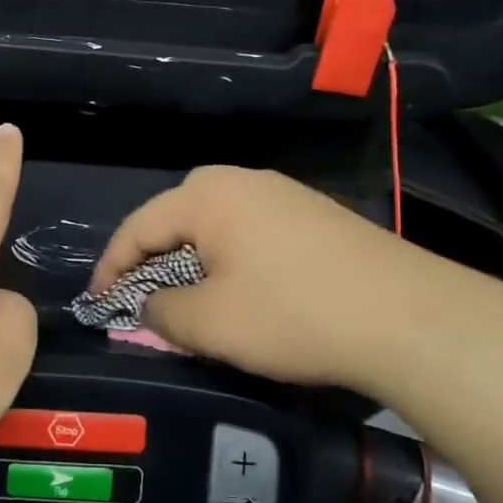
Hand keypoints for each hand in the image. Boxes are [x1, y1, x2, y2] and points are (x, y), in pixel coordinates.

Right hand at [91, 166, 481, 400]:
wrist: (405, 315)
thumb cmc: (292, 313)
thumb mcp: (209, 323)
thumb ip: (159, 310)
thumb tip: (149, 303)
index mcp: (206, 194)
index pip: (137, 227)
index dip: (111, 269)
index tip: (97, 306)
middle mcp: (241, 179)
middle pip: (175, 220)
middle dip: (152, 263)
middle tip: (141, 304)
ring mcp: (282, 193)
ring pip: (215, 228)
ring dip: (193, 265)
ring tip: (189, 305)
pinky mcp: (312, 215)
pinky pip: (250, 234)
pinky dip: (230, 263)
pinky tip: (242, 295)